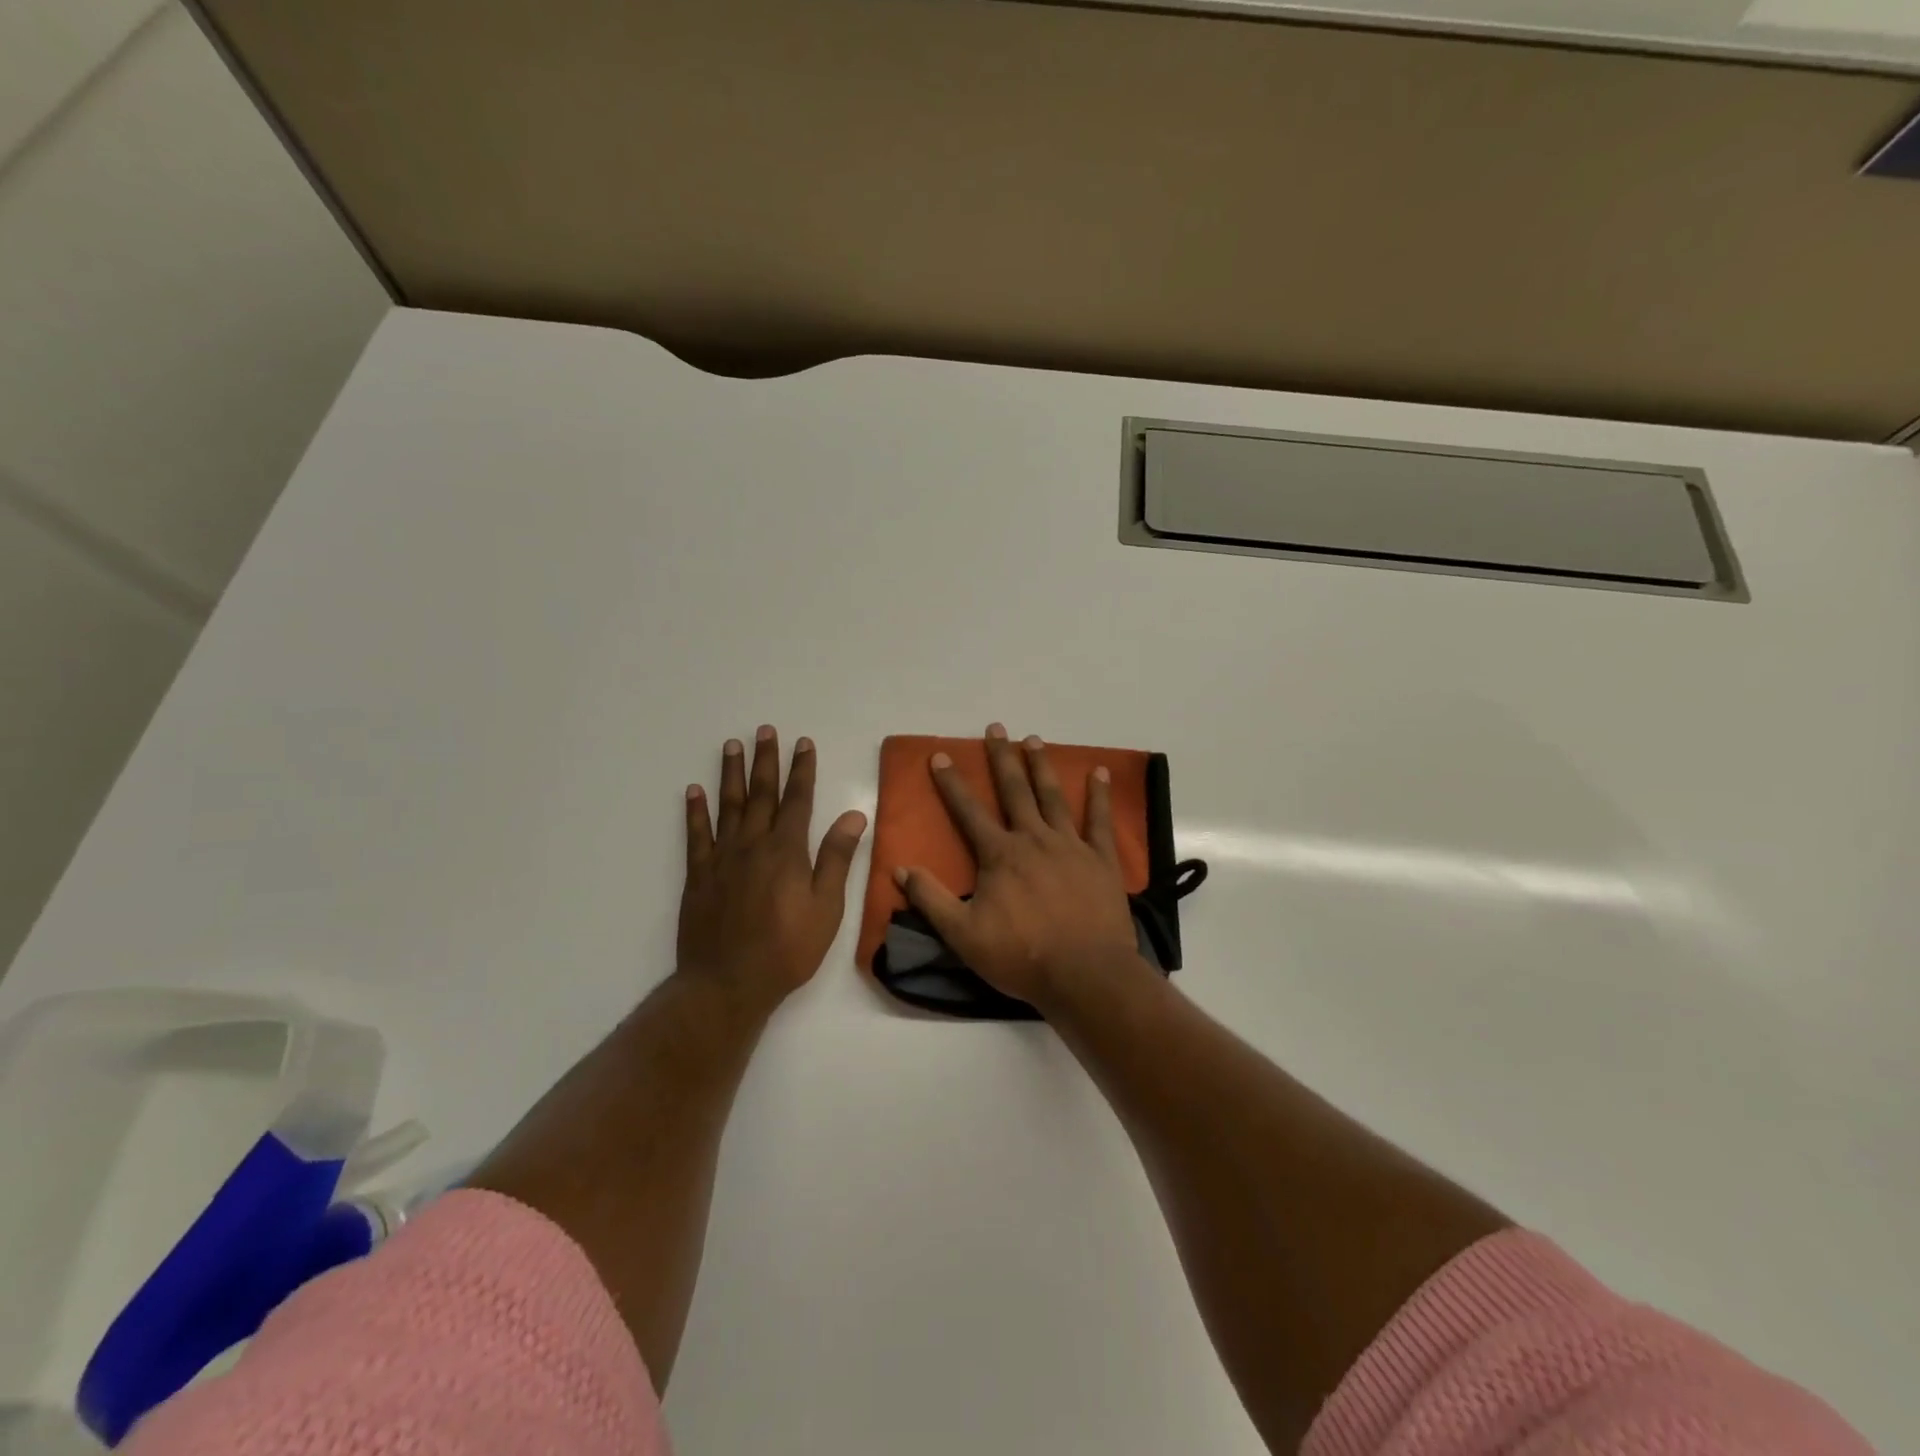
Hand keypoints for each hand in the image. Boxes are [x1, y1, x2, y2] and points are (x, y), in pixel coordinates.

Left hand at [679, 726, 867, 1011]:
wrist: (727, 984)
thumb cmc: (787, 949)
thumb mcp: (826, 908)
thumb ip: (837, 859)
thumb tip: (854, 814)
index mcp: (787, 851)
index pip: (798, 800)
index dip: (802, 770)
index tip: (803, 743)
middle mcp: (753, 845)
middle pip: (761, 794)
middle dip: (766, 760)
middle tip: (765, 730)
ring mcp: (722, 858)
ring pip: (728, 806)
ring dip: (731, 774)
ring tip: (732, 745)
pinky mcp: (698, 876)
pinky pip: (696, 835)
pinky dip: (695, 811)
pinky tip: (694, 791)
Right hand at [895, 724, 1149, 1012]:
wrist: (1085, 975)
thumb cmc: (1021, 956)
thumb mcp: (963, 935)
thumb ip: (931, 900)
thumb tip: (900, 869)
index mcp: (1000, 855)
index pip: (969, 812)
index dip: (952, 783)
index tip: (941, 756)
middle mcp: (1033, 839)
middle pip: (1015, 791)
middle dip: (1002, 758)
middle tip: (996, 728)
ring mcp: (1071, 846)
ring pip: (1053, 797)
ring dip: (1042, 766)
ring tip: (1034, 739)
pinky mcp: (1101, 859)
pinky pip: (1099, 820)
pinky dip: (1099, 795)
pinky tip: (1100, 772)